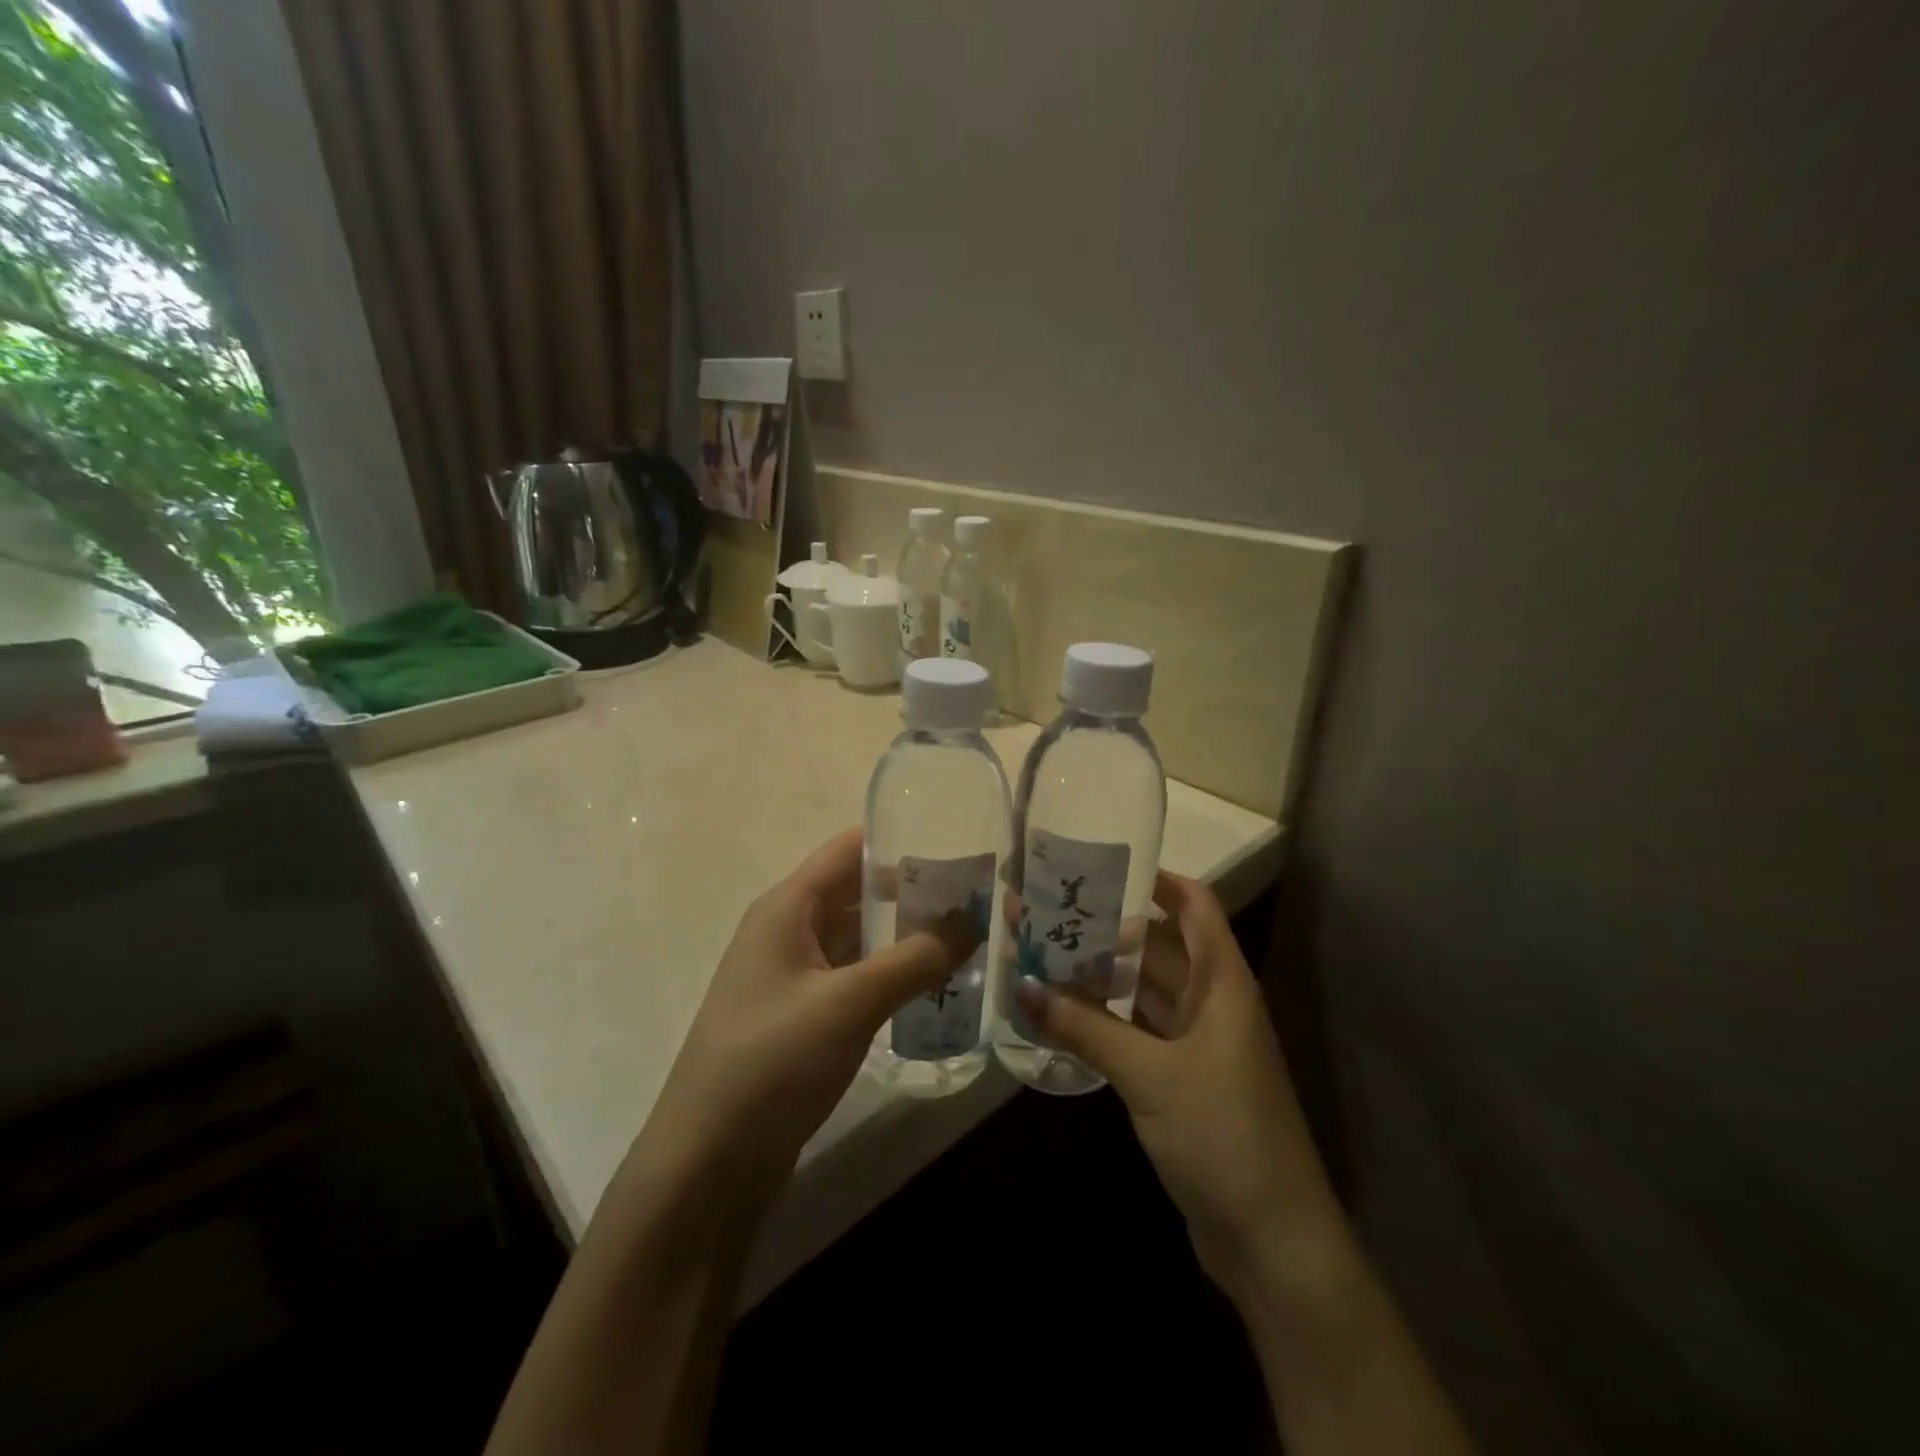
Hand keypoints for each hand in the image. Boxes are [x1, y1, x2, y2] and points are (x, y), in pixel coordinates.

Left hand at [644, 827, 974, 1198]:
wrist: (707, 1164)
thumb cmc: (772, 1063)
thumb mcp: (850, 1004)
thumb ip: (916, 959)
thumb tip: (974, 922)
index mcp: (787, 908)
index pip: (849, 850)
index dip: (900, 840)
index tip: (958, 846)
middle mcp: (787, 931)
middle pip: (857, 892)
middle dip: (914, 892)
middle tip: (979, 897)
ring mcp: (793, 976)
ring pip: (859, 938)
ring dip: (906, 936)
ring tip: (969, 936)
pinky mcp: (802, 1017)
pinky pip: (854, 978)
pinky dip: (891, 974)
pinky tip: (933, 985)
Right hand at [1014, 872, 1343, 1284]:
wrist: (1271, 1239)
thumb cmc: (1223, 1133)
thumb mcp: (1149, 1074)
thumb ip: (1085, 1027)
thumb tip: (1021, 983)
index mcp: (1223, 982)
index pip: (1194, 905)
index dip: (1154, 879)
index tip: (1099, 865)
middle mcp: (1213, 1002)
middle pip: (1161, 946)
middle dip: (1109, 928)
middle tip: (1049, 909)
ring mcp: (1198, 1043)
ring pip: (1146, 991)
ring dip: (1103, 975)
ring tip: (1044, 951)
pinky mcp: (1182, 1080)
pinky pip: (1139, 1031)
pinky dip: (1105, 1019)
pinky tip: (1063, 1011)